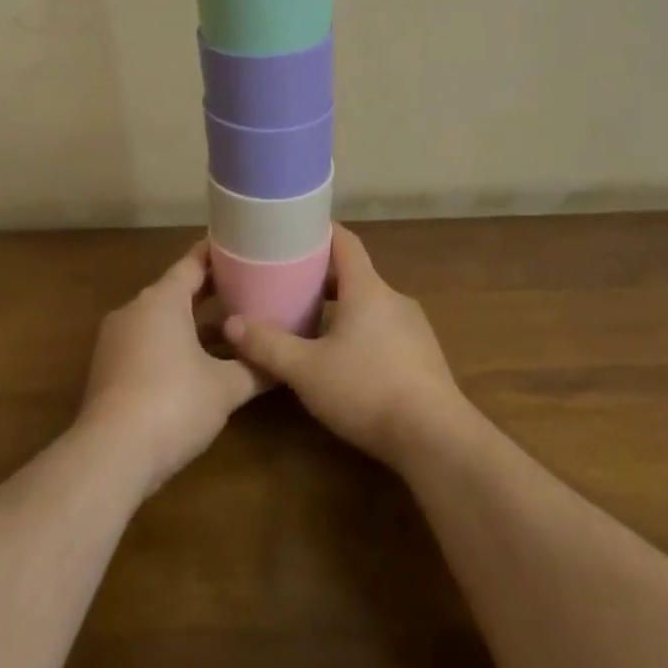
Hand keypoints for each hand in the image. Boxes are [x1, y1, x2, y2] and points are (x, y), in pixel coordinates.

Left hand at [80, 240, 263, 496]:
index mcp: (162, 299)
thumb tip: (282, 364)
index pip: (192, 263)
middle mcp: (135, 309)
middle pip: (176, 291)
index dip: (217, 255)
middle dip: (210, 291)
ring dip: (192, 323)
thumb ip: (255, 370)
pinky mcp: (108, 369)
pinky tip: (197, 366)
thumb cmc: (173, 404)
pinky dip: (173, 346)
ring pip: (161, 320)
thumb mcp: (225, 388)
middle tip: (246, 288)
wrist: (110, 454)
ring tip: (229, 328)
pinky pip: (147, 343)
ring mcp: (116, 339)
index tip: (240, 246)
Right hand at [223, 225, 469, 471]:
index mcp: (367, 288)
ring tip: (311, 323)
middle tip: (289, 283)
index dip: (320, 231)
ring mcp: (414, 328)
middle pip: (355, 274)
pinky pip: (386, 330)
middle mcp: (393, 299)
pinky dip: (362, 332)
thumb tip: (230, 323)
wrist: (436, 438)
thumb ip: (268, 345)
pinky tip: (345, 361)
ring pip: (371, 305)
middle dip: (322, 276)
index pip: (345, 242)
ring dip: (342, 308)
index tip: (295, 228)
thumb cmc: (367, 389)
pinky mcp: (424, 357)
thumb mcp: (306, 370)